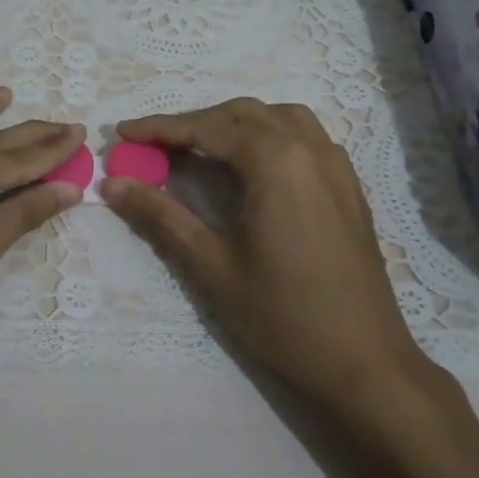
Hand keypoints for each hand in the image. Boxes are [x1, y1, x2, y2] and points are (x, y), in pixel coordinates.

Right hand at [102, 99, 436, 412]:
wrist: (365, 363)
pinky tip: (254, 167)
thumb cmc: (283, 316)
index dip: (160, 127)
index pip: (207, 128)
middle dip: (195, 123)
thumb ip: (161, 216)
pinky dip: (270, 135)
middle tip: (155, 146)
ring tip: (202, 148)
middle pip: (242, 115)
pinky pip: (306, 137)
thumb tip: (112, 184)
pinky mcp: (349, 187)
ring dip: (235, 123)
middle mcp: (309, 149)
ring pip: (279, 118)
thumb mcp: (212, 266)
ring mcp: (336, 166)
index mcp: (275, 162)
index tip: (122, 131)